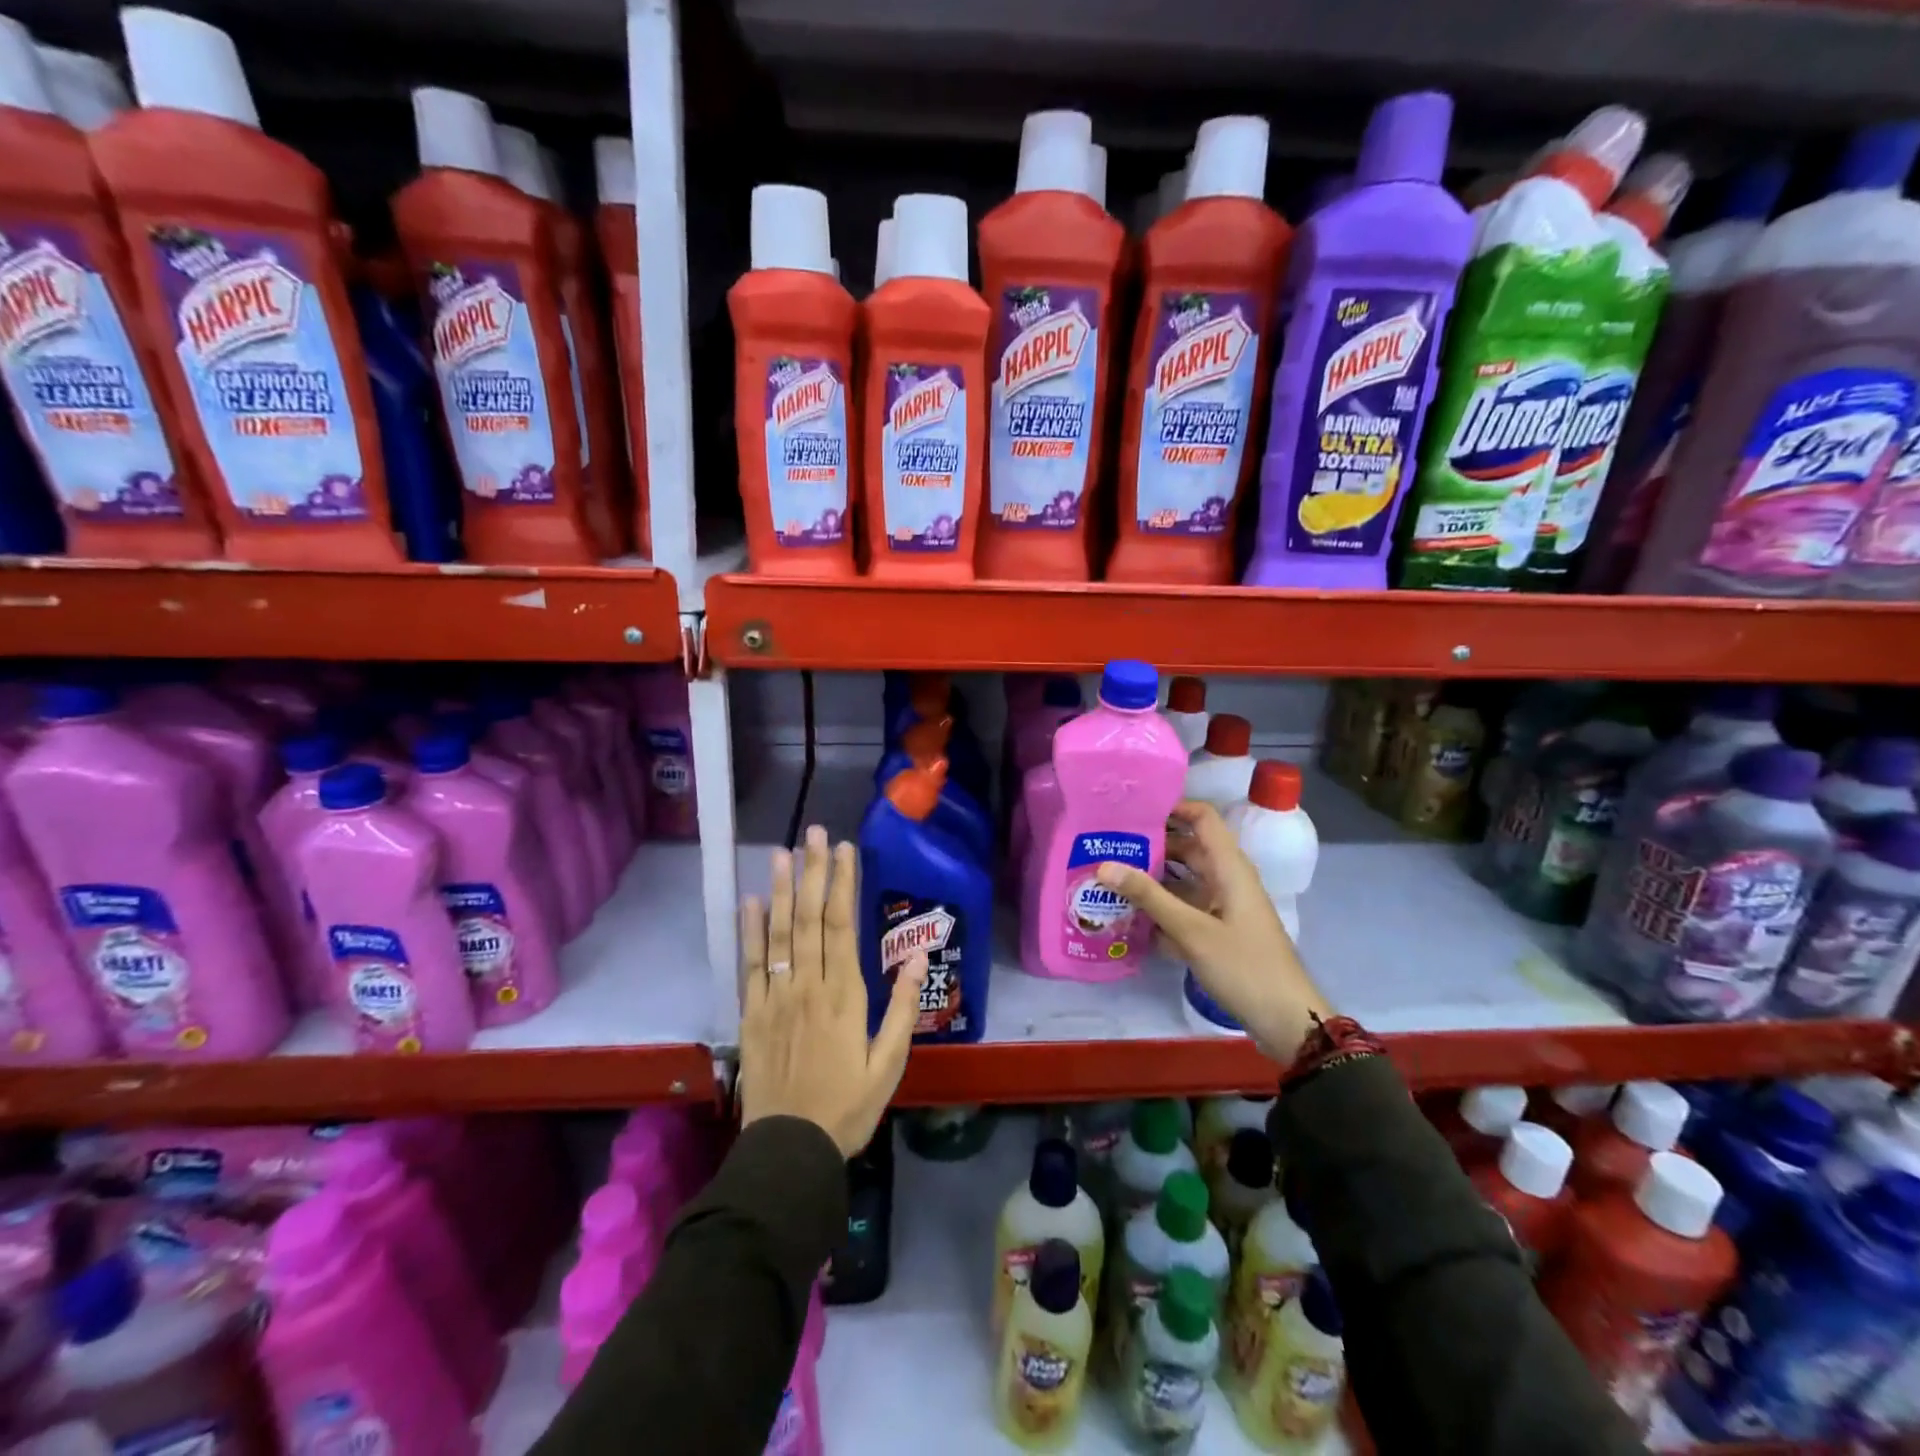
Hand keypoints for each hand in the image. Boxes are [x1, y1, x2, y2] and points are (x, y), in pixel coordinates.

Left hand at [738, 826, 926, 1155]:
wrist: (790, 1150)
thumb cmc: (848, 1106)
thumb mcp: (889, 1064)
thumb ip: (901, 1009)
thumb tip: (915, 958)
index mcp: (845, 995)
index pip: (843, 926)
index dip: (843, 884)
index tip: (843, 850)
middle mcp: (809, 986)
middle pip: (811, 919)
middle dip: (813, 873)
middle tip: (812, 833)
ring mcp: (776, 997)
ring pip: (780, 934)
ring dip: (782, 891)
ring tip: (782, 854)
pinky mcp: (752, 1014)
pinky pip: (750, 966)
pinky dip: (749, 932)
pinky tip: (751, 902)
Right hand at [1096, 800, 1329, 1062]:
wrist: (1287, 1020)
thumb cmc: (1244, 967)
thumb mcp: (1192, 931)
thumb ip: (1148, 896)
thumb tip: (1104, 865)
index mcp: (1229, 867)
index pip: (1202, 818)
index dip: (1171, 807)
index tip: (1131, 809)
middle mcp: (1227, 879)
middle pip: (1187, 848)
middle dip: (1151, 844)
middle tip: (1108, 843)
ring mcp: (1223, 906)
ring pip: (1183, 880)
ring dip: (1152, 878)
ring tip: (1109, 876)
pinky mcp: (1219, 930)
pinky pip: (1185, 907)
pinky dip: (1161, 908)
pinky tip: (1128, 916)